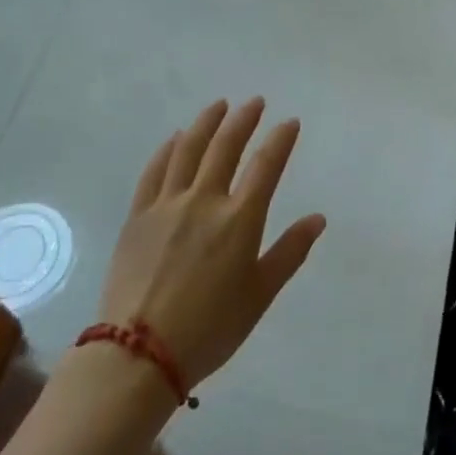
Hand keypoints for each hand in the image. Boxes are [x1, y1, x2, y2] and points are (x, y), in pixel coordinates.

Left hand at [97, 98, 326, 390]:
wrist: (139, 352)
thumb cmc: (211, 328)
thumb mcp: (260, 295)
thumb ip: (289, 252)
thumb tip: (317, 219)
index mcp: (239, 220)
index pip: (266, 166)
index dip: (280, 140)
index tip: (289, 122)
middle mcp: (204, 201)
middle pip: (226, 147)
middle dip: (243, 120)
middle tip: (254, 102)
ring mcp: (166, 205)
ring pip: (188, 150)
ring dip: (206, 123)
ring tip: (218, 106)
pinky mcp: (137, 216)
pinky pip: (154, 171)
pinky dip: (168, 149)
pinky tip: (176, 139)